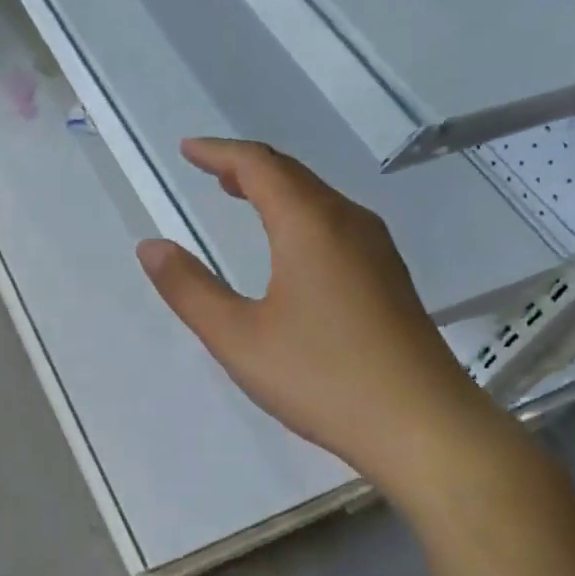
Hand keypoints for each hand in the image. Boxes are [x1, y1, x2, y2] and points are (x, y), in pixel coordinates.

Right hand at [137, 138, 498, 489]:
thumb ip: (189, 289)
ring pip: (318, 198)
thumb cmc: (323, 377)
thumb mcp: (238, 338)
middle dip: (246, 166)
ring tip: (241, 195)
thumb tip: (150, 246)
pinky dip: (299, 214)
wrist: (424, 426)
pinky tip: (290, 245)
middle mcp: (348, 223)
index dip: (218, 153)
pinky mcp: (389, 278)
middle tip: (208, 169)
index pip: (259, 166)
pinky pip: (335, 223)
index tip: (186, 149)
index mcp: (309, 226)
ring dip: (275, 188)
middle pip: (292, 174)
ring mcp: (376, 250)